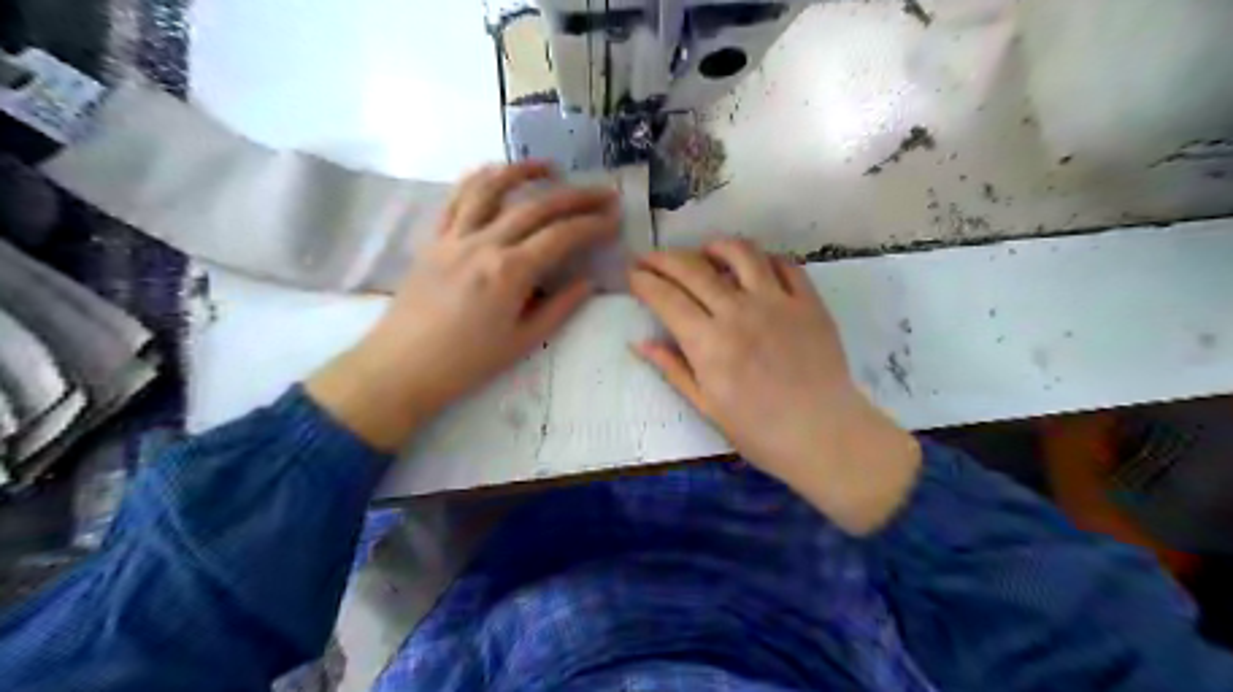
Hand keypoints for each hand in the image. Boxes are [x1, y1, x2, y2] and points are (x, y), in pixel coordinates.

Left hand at [310, 162, 614, 453]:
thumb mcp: (522, 341)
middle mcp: (484, 244)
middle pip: (536, 207)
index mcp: (510, 273)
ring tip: (550, 166)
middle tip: (603, 192)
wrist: (403, 367)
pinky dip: (478, 179)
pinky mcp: (434, 239)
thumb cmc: (467, 362)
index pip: (561, 237)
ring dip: (524, 171)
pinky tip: (493, 172)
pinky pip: (456, 199)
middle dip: (575, 196)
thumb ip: (560, 308)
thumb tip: (587, 283)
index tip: (614, 219)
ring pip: (491, 189)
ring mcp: (455, 237)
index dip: (592, 225)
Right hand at [629, 237, 919, 535]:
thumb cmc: (759, 430)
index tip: (632, 274)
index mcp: (708, 343)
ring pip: (741, 253)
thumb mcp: (707, 406)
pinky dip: (763, 259)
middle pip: (693, 268)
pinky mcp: (808, 302)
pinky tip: (754, 268)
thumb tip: (639, 342)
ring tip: (704, 253)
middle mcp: (738, 312)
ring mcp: (777, 302)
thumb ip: (673, 368)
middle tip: (650, 257)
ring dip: (715, 247)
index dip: (644, 281)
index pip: (666, 298)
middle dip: (663, 258)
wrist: (823, 434)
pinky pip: (784, 264)